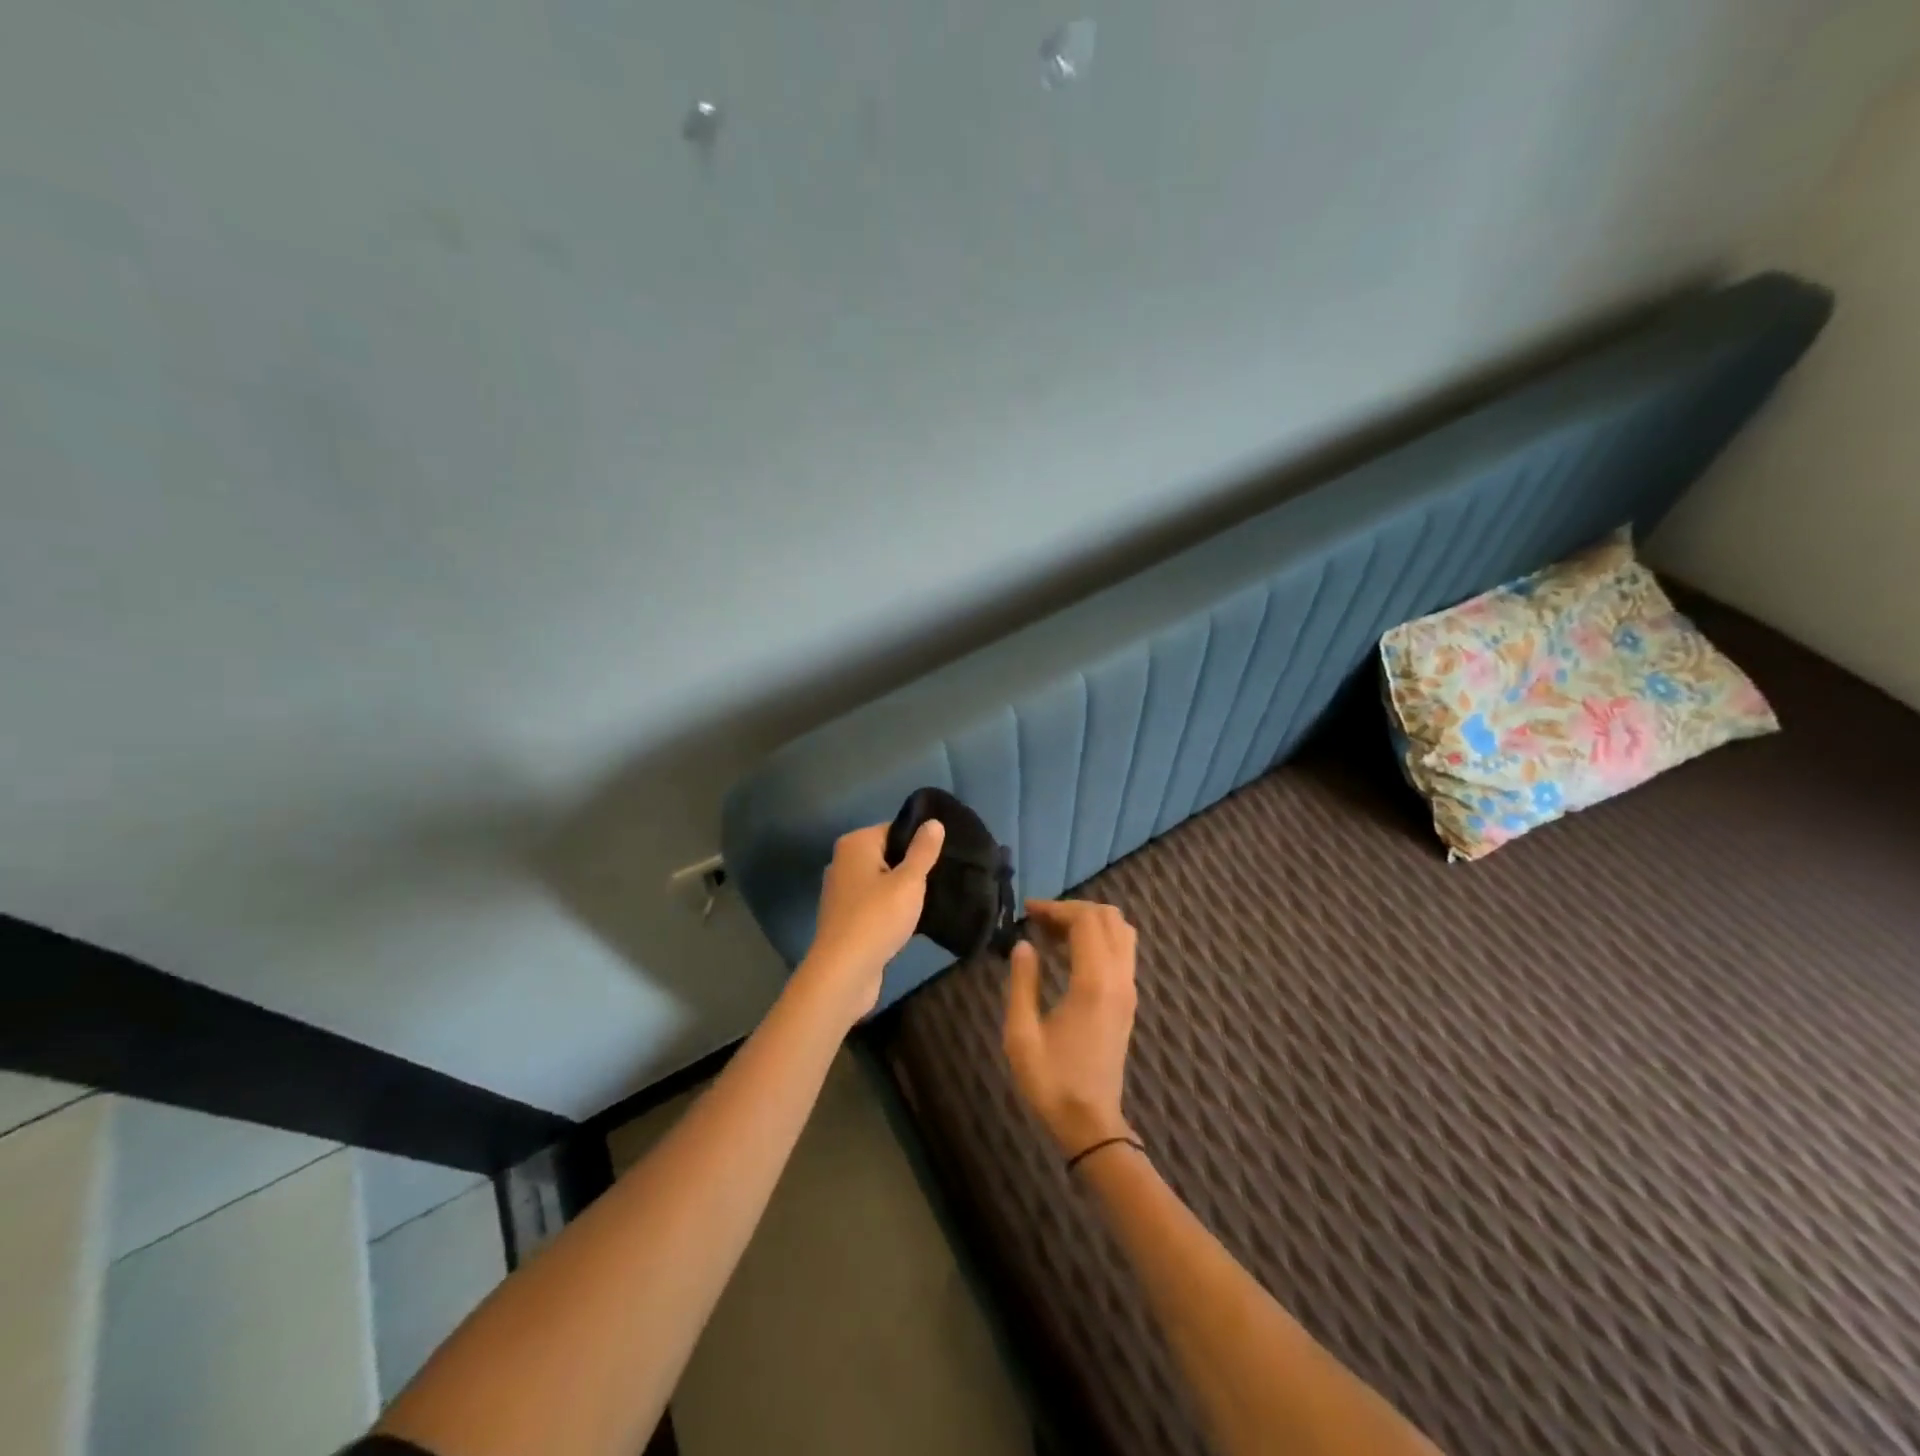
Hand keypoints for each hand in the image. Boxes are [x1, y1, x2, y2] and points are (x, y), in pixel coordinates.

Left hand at [800, 820, 944, 1020]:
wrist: (843, 972)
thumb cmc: (877, 918)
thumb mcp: (909, 881)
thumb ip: (923, 851)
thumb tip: (933, 822)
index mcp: (855, 844)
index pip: (894, 829)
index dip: (919, 841)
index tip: (943, 857)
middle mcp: (843, 862)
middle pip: (887, 855)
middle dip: (911, 867)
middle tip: (941, 878)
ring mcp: (841, 892)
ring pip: (881, 881)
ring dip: (902, 891)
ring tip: (930, 900)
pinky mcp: (844, 918)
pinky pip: (874, 903)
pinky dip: (890, 909)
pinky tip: (911, 921)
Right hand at [1003, 898, 1138, 1157]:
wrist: (1091, 1124)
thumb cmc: (1051, 1081)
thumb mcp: (1021, 1034)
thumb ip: (1022, 982)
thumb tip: (1024, 944)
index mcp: (1094, 983)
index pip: (1086, 920)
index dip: (1056, 908)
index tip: (1027, 911)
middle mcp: (1119, 979)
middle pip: (1108, 918)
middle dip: (1073, 909)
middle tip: (1039, 921)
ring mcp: (1128, 990)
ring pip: (1121, 932)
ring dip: (1090, 922)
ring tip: (1054, 934)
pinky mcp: (1128, 1001)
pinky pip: (1122, 951)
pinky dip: (1099, 939)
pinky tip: (1069, 954)